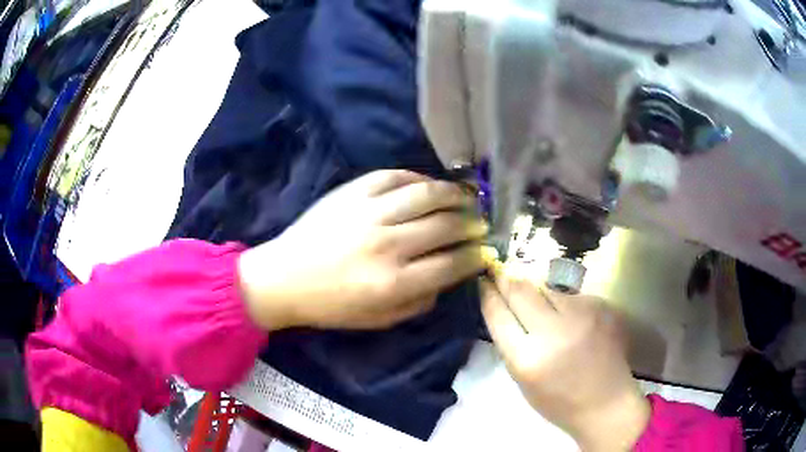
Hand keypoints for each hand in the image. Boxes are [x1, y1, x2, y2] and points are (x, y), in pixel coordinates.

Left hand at [238, 170, 486, 330]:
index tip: (485, 251)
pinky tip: (428, 184)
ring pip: (426, 194)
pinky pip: (394, 176)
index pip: (452, 264)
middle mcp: (387, 244)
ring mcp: (369, 212)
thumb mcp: (379, 319)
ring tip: (466, 197)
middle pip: (446, 226)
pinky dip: (417, 177)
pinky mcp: (352, 192)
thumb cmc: (331, 305)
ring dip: (454, 194)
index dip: (476, 256)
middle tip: (479, 223)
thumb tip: (448, 276)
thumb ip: (419, 302)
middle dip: (471, 224)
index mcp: (393, 282)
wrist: (284, 277)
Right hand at [480, 276, 649, 450]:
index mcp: (527, 359)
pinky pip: (571, 294)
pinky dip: (563, 301)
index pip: (498, 314)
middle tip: (499, 271)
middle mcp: (554, 331)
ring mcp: (581, 315)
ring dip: (536, 290)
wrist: (607, 403)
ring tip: (536, 298)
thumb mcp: (522, 382)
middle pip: (521, 290)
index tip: (483, 282)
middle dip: (506, 278)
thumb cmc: (559, 402)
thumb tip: (503, 309)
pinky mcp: (601, 307)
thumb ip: (511, 345)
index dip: (488, 294)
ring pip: (547, 287)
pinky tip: (569, 317)